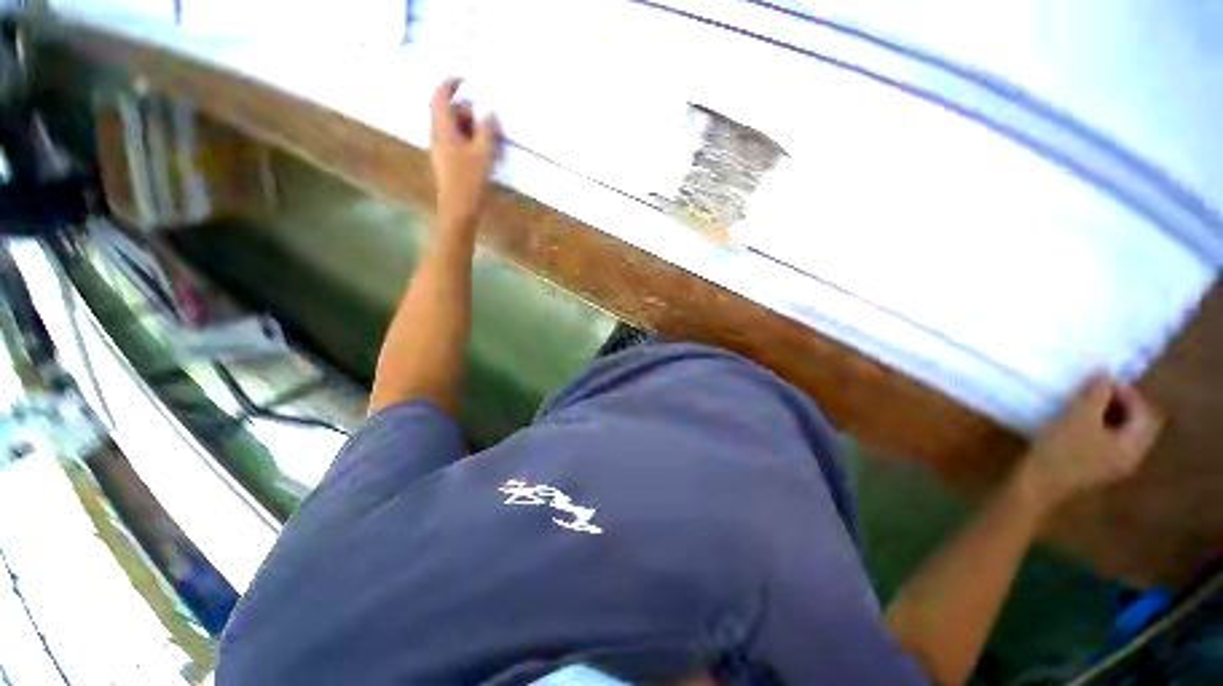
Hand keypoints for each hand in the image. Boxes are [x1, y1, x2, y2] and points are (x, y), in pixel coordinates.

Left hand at [429, 78, 500, 226]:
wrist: (458, 209)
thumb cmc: (470, 181)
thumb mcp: (483, 153)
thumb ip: (487, 130)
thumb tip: (489, 112)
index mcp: (442, 128)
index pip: (441, 96)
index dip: (451, 83)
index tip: (466, 78)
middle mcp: (437, 134)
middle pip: (449, 111)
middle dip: (468, 111)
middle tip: (488, 121)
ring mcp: (441, 148)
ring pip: (454, 127)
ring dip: (470, 126)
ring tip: (490, 138)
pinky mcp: (447, 160)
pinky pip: (456, 141)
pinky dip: (469, 139)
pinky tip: (482, 151)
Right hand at [1020, 376, 1162, 507]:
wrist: (1037, 482)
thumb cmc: (1061, 450)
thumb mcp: (1078, 418)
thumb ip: (1096, 394)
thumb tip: (1106, 374)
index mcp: (1133, 446)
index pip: (1145, 413)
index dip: (1127, 393)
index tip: (1102, 382)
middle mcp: (1132, 456)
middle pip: (1138, 422)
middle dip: (1120, 403)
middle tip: (1095, 390)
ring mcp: (1115, 463)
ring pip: (1123, 430)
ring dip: (1109, 413)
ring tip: (1085, 403)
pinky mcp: (1098, 465)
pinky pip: (1110, 439)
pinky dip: (1101, 425)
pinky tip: (1080, 422)